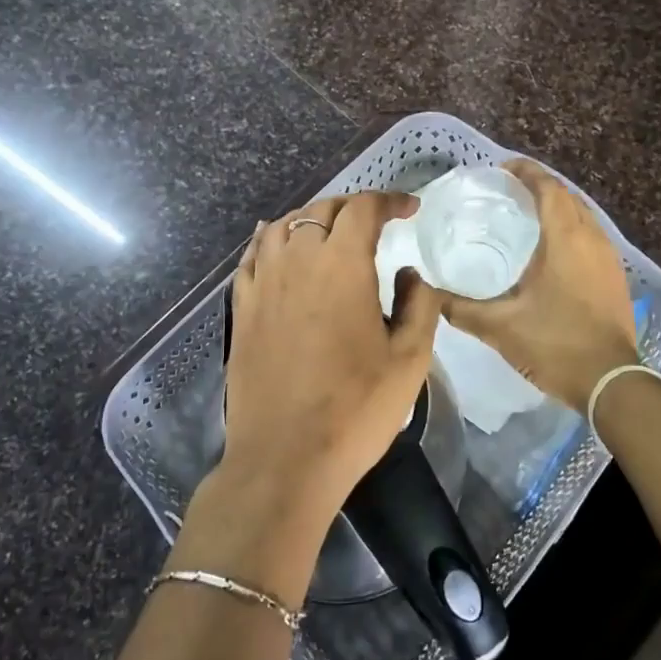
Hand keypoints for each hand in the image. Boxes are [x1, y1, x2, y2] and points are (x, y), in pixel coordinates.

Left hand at [222, 191, 442, 523]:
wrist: (285, 459)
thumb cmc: (356, 410)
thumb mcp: (410, 359)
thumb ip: (419, 304)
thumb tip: (410, 272)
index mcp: (342, 266)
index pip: (363, 209)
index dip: (389, 200)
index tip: (410, 210)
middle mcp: (297, 261)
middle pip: (321, 210)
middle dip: (353, 206)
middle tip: (375, 221)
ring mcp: (263, 284)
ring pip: (282, 226)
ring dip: (310, 218)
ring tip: (329, 230)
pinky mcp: (241, 309)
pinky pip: (252, 256)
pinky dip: (268, 239)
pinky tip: (276, 245)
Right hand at [440, 159, 638, 406]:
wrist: (611, 382)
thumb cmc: (555, 344)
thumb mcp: (500, 327)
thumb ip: (460, 308)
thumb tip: (429, 293)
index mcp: (565, 239)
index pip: (548, 188)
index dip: (526, 171)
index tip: (501, 168)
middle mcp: (592, 238)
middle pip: (567, 196)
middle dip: (540, 186)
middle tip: (508, 191)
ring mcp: (609, 257)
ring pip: (583, 216)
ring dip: (558, 207)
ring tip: (527, 215)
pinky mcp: (616, 276)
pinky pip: (592, 236)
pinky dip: (571, 228)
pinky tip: (552, 249)